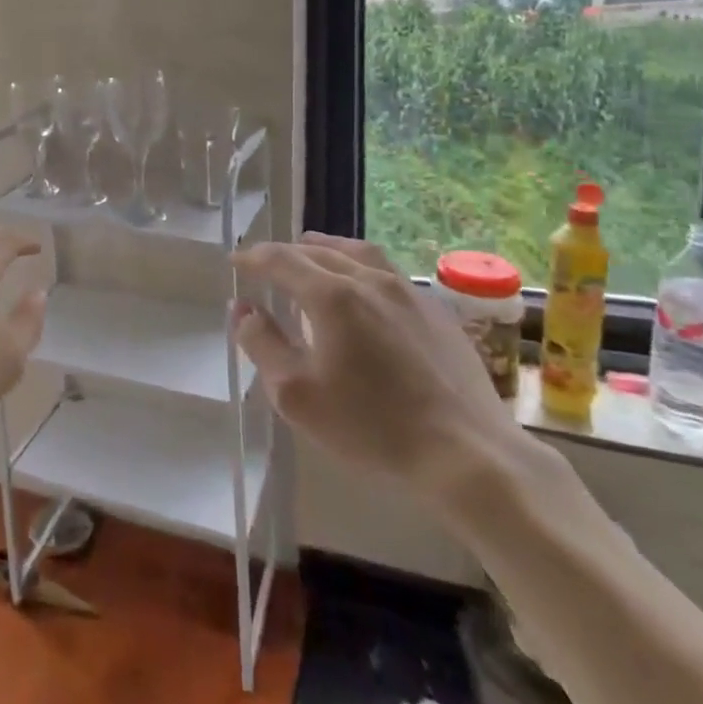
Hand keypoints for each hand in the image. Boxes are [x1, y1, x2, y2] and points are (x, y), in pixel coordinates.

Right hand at [231, 232, 533, 520]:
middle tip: (267, 263)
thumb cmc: (371, 426)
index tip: (236, 261)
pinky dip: (361, 267)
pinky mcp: (436, 311)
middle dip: (286, 253)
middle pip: (318, 250)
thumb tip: (243, 308)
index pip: (281, 260)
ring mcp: (408, 292)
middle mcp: (369, 279)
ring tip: (313, 254)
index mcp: (331, 295)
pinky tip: (364, 290)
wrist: (467, 453)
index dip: (253, 257)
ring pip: (358, 252)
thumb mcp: (297, 394)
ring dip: (326, 249)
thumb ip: (262, 344)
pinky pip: (388, 272)